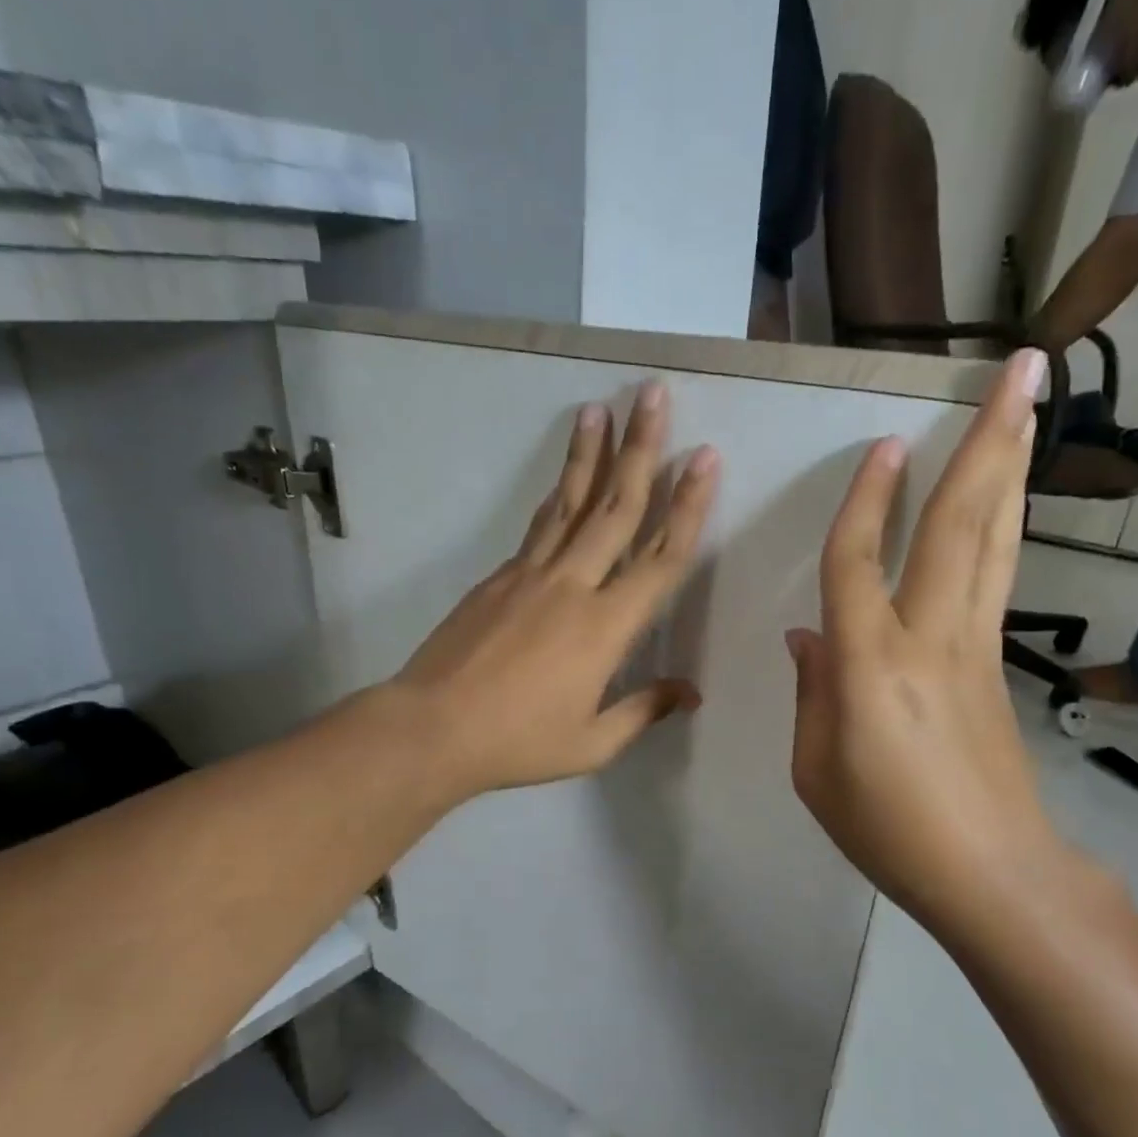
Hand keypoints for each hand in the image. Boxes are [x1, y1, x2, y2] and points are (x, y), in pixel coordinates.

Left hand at [391, 381, 718, 801]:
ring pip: (571, 504)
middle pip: (616, 508)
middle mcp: (574, 586)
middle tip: (653, 394)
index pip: (660, 558)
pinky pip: (540, 527)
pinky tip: (565, 479)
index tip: (704, 458)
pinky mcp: (499, 576)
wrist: (433, 727)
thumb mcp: (592, 742)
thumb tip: (689, 692)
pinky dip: (559, 497)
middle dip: (641, 449)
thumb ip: (644, 710)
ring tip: (601, 410)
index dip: (688, 506)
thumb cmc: (519, 741)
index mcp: (607, 627)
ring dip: (591, 455)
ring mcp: (531, 575)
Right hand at [787, 351, 1078, 931]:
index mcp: (870, 667)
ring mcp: (975, 647)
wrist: (991, 873)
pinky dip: (998, 527)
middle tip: (1021, 370)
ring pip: (992, 541)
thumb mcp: (815, 770)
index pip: (857, 566)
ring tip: (1027, 408)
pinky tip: (1000, 504)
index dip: (862, 505)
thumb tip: (810, 639)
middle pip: (958, 525)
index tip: (879, 447)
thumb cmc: (886, 828)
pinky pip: (995, 578)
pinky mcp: (997, 665)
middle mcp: (930, 638)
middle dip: (987, 443)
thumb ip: (813, 694)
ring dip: (1008, 470)